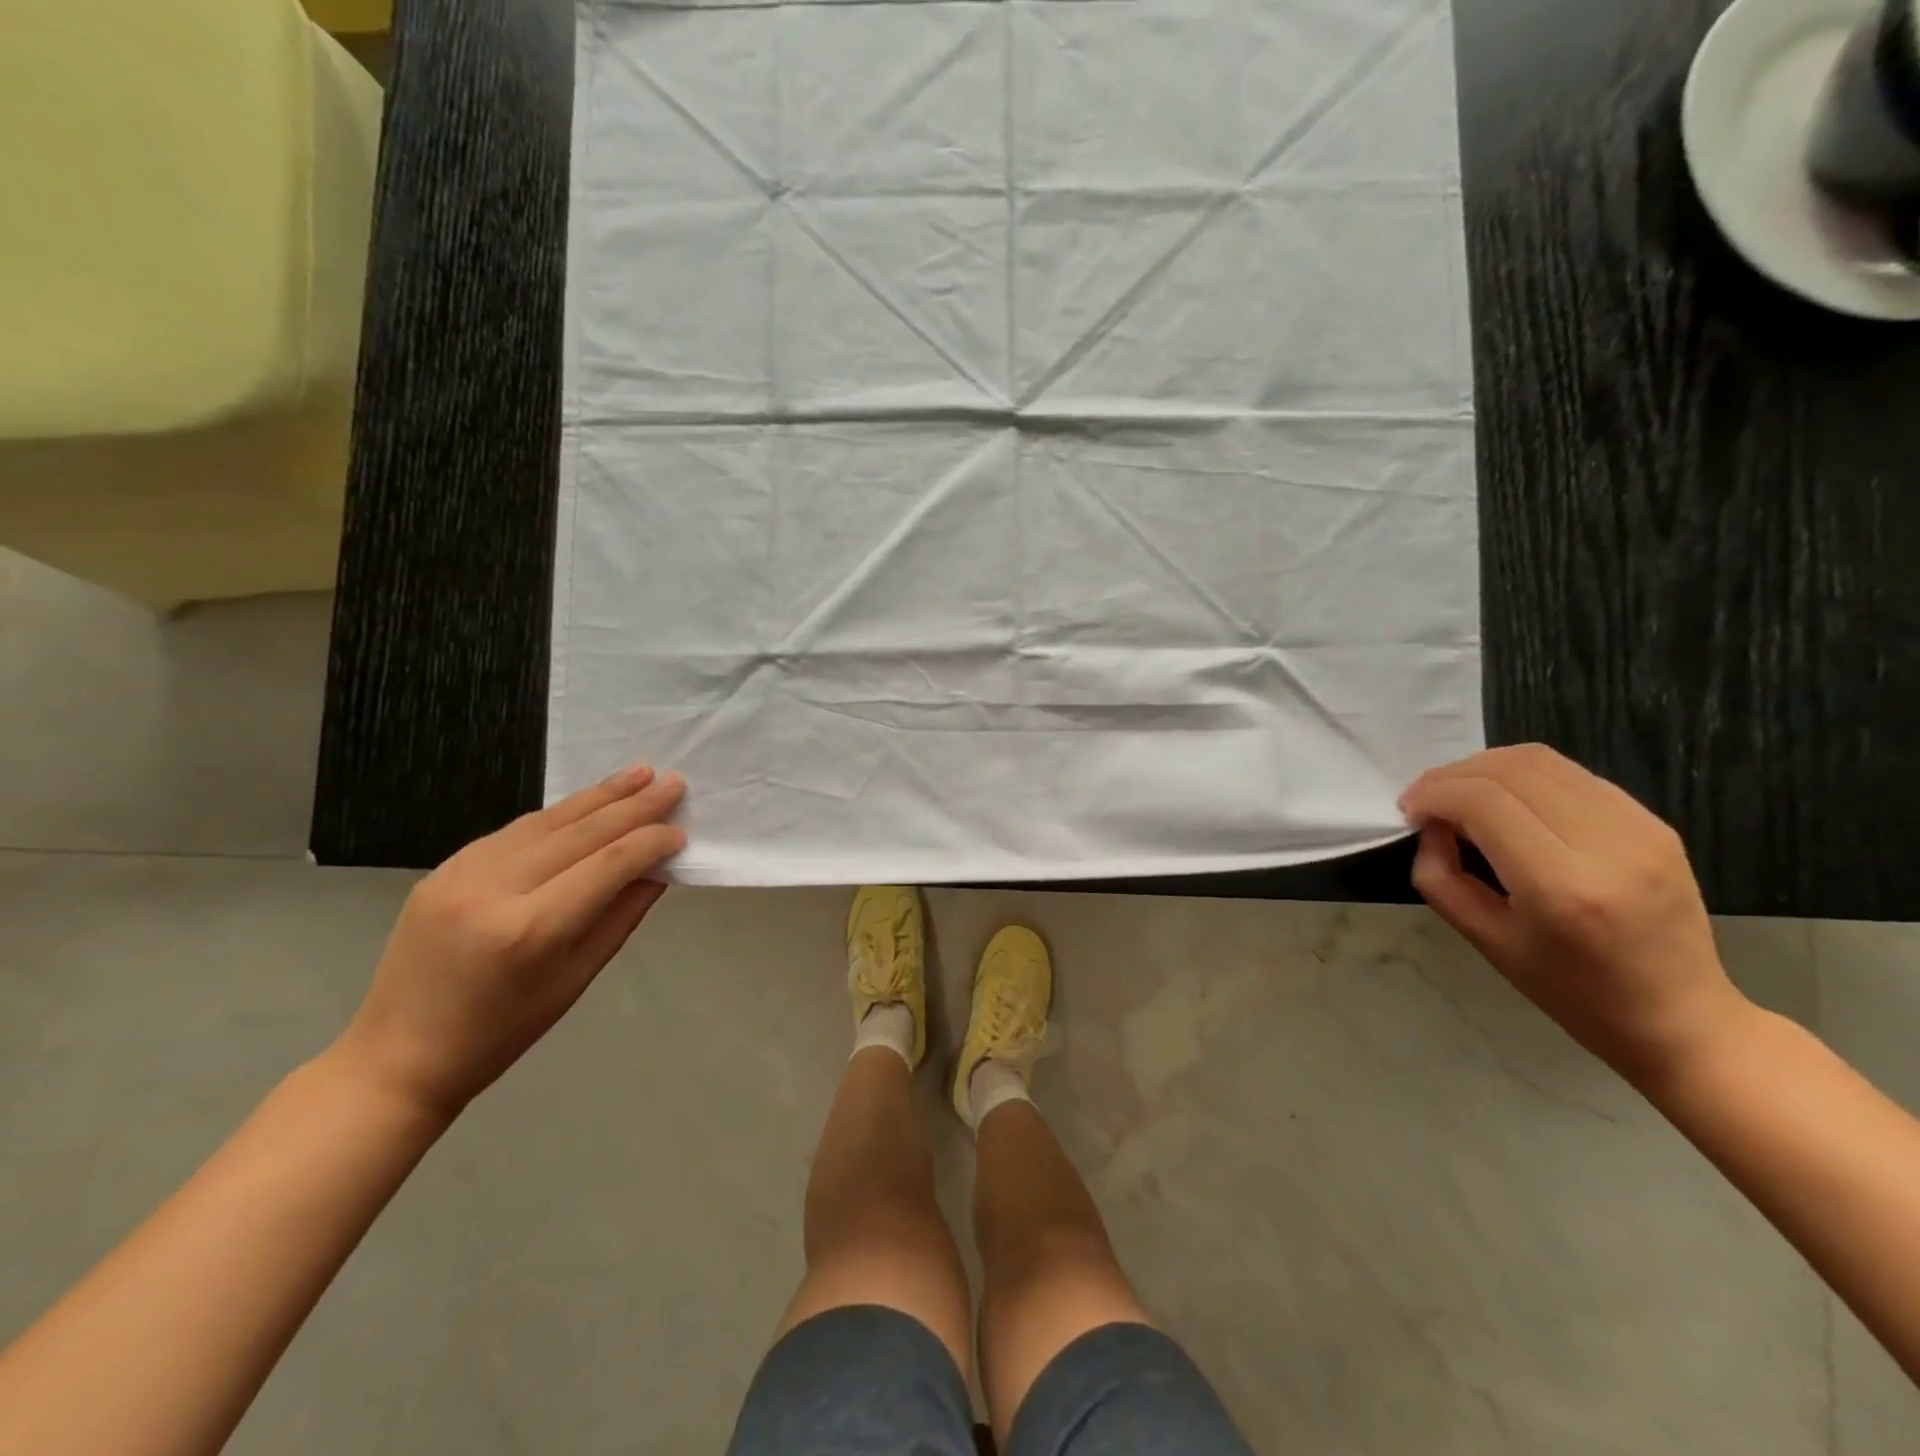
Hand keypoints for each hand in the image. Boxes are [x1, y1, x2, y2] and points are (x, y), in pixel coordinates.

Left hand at [335, 764, 686, 1118]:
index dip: (650, 842)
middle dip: (633, 806)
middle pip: (580, 833)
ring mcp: (461, 874)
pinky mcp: (443, 869)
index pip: (608, 865)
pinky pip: (513, 831)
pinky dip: (557, 815)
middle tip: (674, 782)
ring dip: (597, 796)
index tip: (681, 831)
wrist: (399, 1056)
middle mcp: (495, 890)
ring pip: (545, 821)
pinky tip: (585, 804)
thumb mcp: (576, 979)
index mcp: (532, 930)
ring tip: (638, 773)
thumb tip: (657, 868)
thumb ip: (621, 916)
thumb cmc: (502, 1031)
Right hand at [1401, 745, 1748, 1085]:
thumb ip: (1441, 877)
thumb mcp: (1485, 940)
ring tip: (1461, 796)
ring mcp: (1639, 828)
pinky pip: (1570, 775)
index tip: (1410, 813)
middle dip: (1451, 776)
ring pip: (1540, 760)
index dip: (1434, 795)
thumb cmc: (1571, 991)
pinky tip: (1506, 803)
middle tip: (1426, 802)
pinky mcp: (1654, 822)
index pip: (1483, 802)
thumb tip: (1431, 827)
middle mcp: (1607, 846)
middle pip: (1510, 770)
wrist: (1680, 1016)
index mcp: (1561, 887)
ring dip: (1484, 769)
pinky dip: (1522, 777)